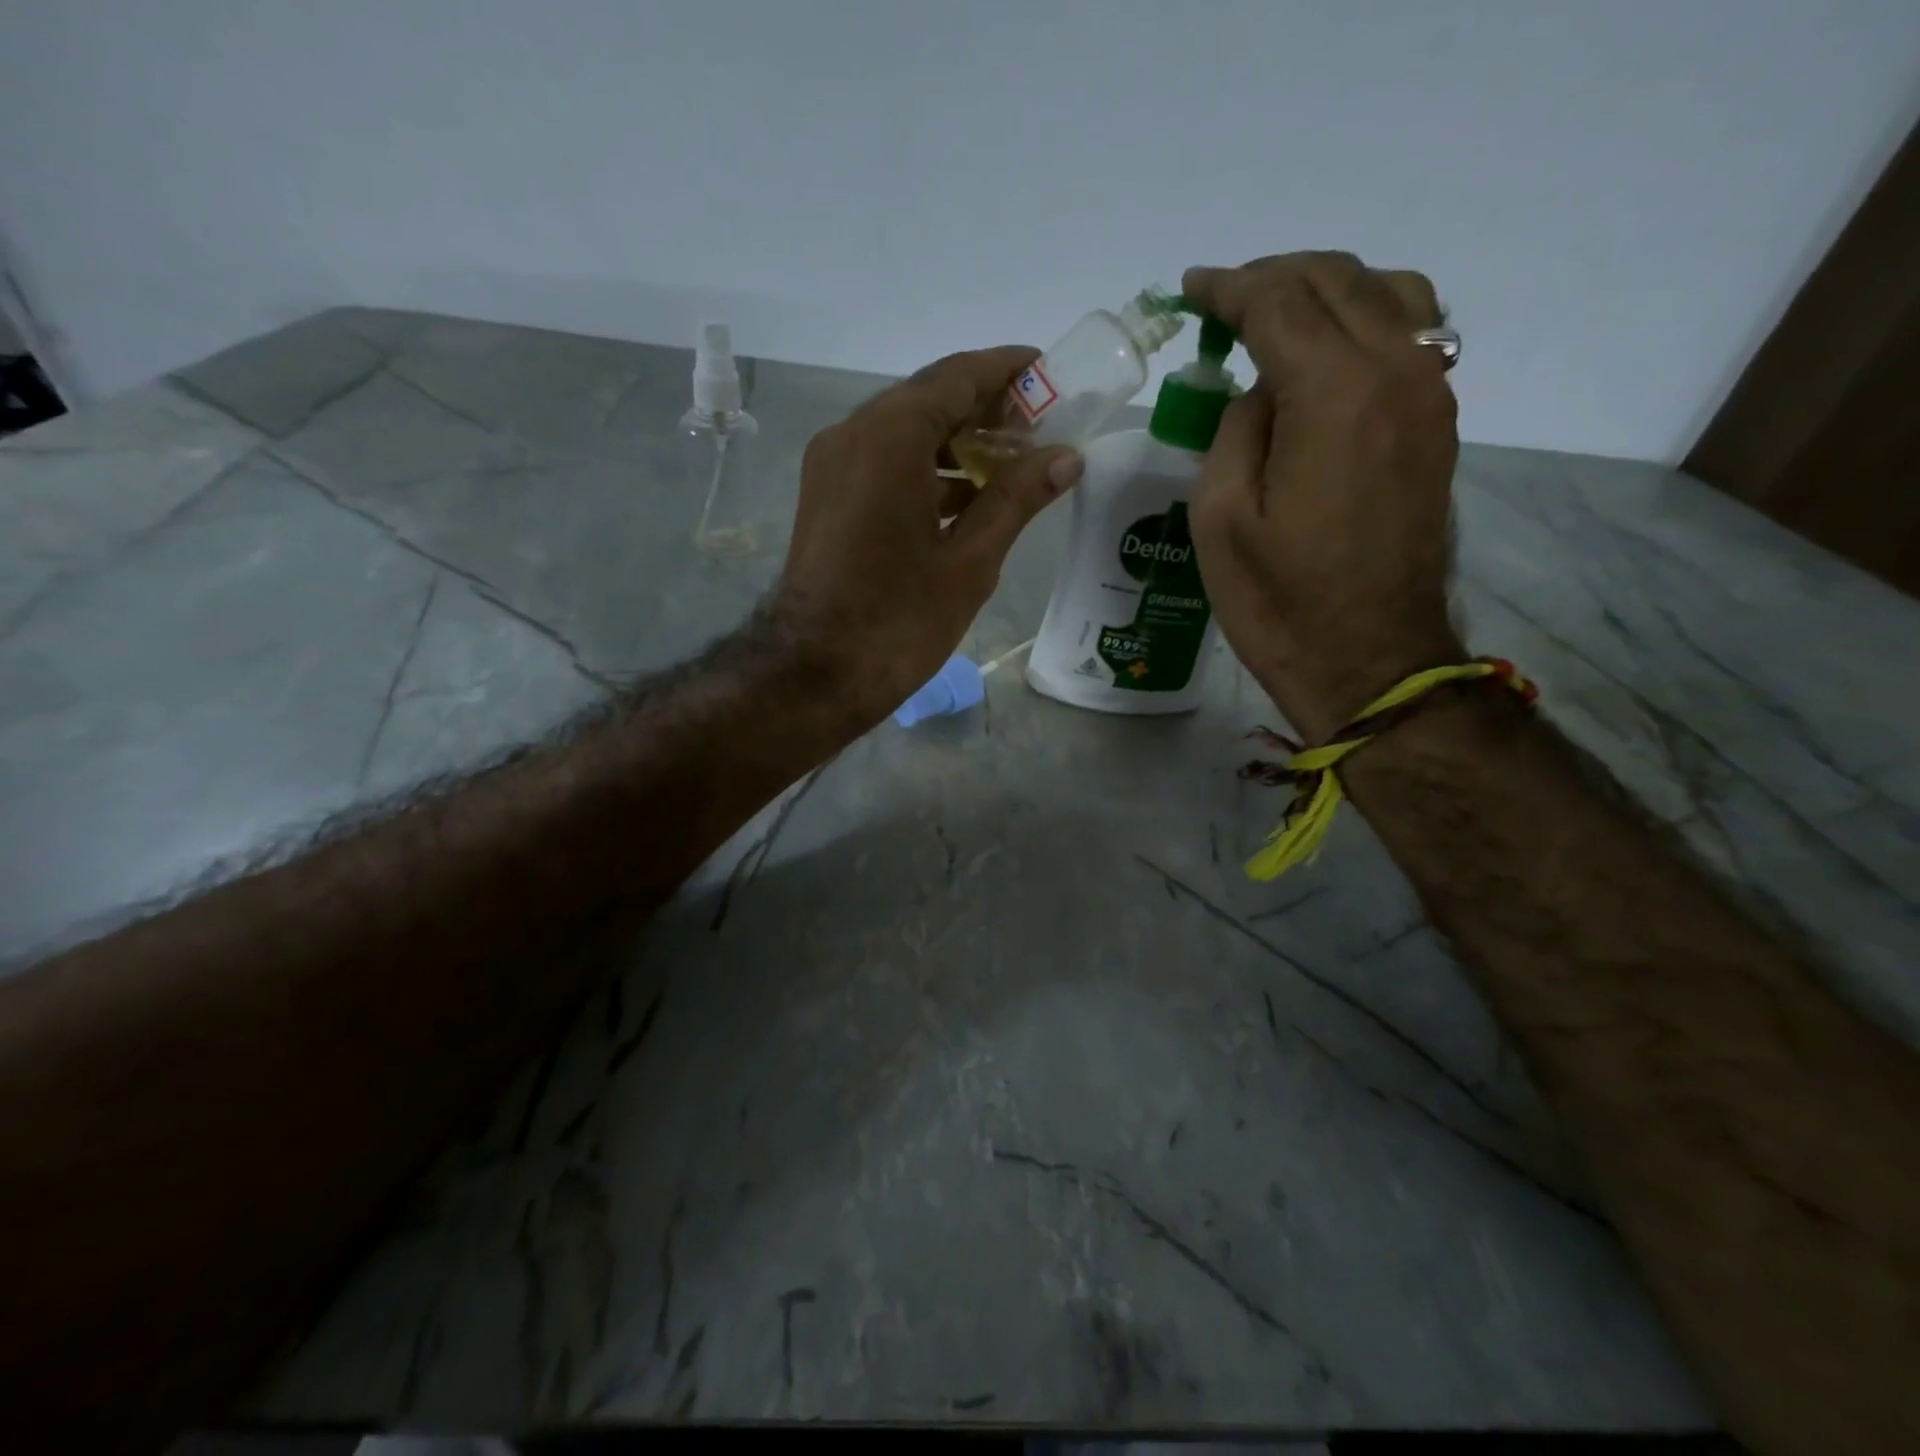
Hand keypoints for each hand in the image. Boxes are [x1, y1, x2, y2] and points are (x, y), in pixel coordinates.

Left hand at [771, 347, 1084, 727]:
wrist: (814, 674)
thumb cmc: (898, 620)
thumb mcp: (969, 560)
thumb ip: (1017, 498)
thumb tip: (1066, 457)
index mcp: (889, 436)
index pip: (957, 377)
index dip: (1007, 370)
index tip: (1050, 373)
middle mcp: (852, 434)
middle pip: (928, 399)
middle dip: (985, 408)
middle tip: (1040, 426)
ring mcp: (832, 465)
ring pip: (904, 432)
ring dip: (956, 441)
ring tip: (1012, 464)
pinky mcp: (826, 497)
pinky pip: (883, 463)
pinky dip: (926, 469)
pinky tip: (966, 497)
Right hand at [1181, 252, 1463, 742]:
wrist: (1369, 660)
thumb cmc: (1279, 601)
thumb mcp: (1220, 518)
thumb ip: (1236, 430)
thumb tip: (1261, 393)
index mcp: (1334, 393)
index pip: (1279, 302)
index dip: (1228, 288)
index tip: (1191, 287)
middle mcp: (1397, 372)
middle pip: (1337, 281)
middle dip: (1274, 278)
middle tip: (1224, 302)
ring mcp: (1429, 396)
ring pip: (1387, 295)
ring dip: (1326, 290)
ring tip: (1277, 318)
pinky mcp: (1438, 426)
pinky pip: (1410, 336)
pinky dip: (1364, 320)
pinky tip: (1327, 352)